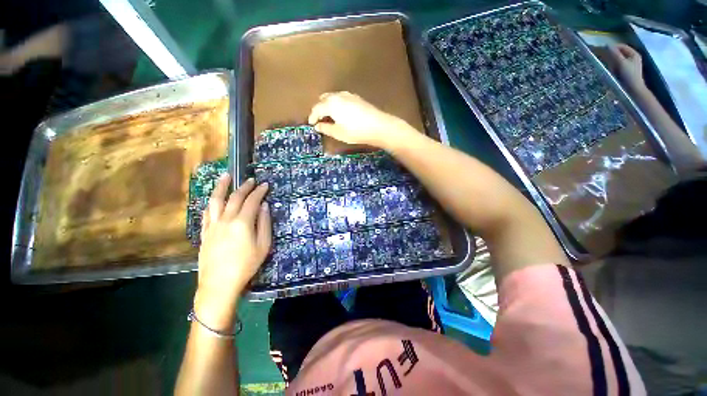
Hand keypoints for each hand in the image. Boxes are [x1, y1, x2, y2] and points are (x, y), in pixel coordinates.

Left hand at [194, 174, 270, 329]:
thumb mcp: (263, 245)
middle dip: (244, 187)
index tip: (265, 185)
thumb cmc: (246, 265)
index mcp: (242, 223)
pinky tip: (214, 199)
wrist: (219, 284)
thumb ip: (265, 224)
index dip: (259, 191)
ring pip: (216, 201)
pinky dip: (211, 202)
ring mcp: (213, 225)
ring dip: (221, 187)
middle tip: (251, 180)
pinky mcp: (205, 232)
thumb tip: (265, 206)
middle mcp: (226, 220)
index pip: (252, 201)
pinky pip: (207, 212)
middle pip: (235, 198)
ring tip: (225, 176)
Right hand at [308, 91, 415, 148]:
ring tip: (329, 116)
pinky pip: (341, 98)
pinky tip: (340, 112)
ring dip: (328, 105)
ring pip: (333, 97)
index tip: (311, 124)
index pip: (317, 108)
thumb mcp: (338, 133)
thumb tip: (317, 126)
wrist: (378, 126)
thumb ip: (326, 128)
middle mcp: (338, 96)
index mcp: (331, 104)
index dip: (312, 116)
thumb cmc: (356, 131)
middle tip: (319, 119)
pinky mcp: (356, 98)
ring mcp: (348, 95)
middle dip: (319, 109)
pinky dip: (336, 104)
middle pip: (323, 100)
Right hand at [608, 44, 645, 93]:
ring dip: (613, 61)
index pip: (622, 46)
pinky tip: (613, 71)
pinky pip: (620, 65)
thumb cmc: (629, 75)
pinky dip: (615, 66)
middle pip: (621, 52)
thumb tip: (608, 46)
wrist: (634, 89)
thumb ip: (615, 54)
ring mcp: (631, 64)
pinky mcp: (628, 70)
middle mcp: (633, 57)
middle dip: (612, 55)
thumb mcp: (621, 63)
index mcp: (634, 53)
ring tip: (609, 66)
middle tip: (605, 59)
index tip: (604, 51)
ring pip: (619, 59)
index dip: (613, 47)